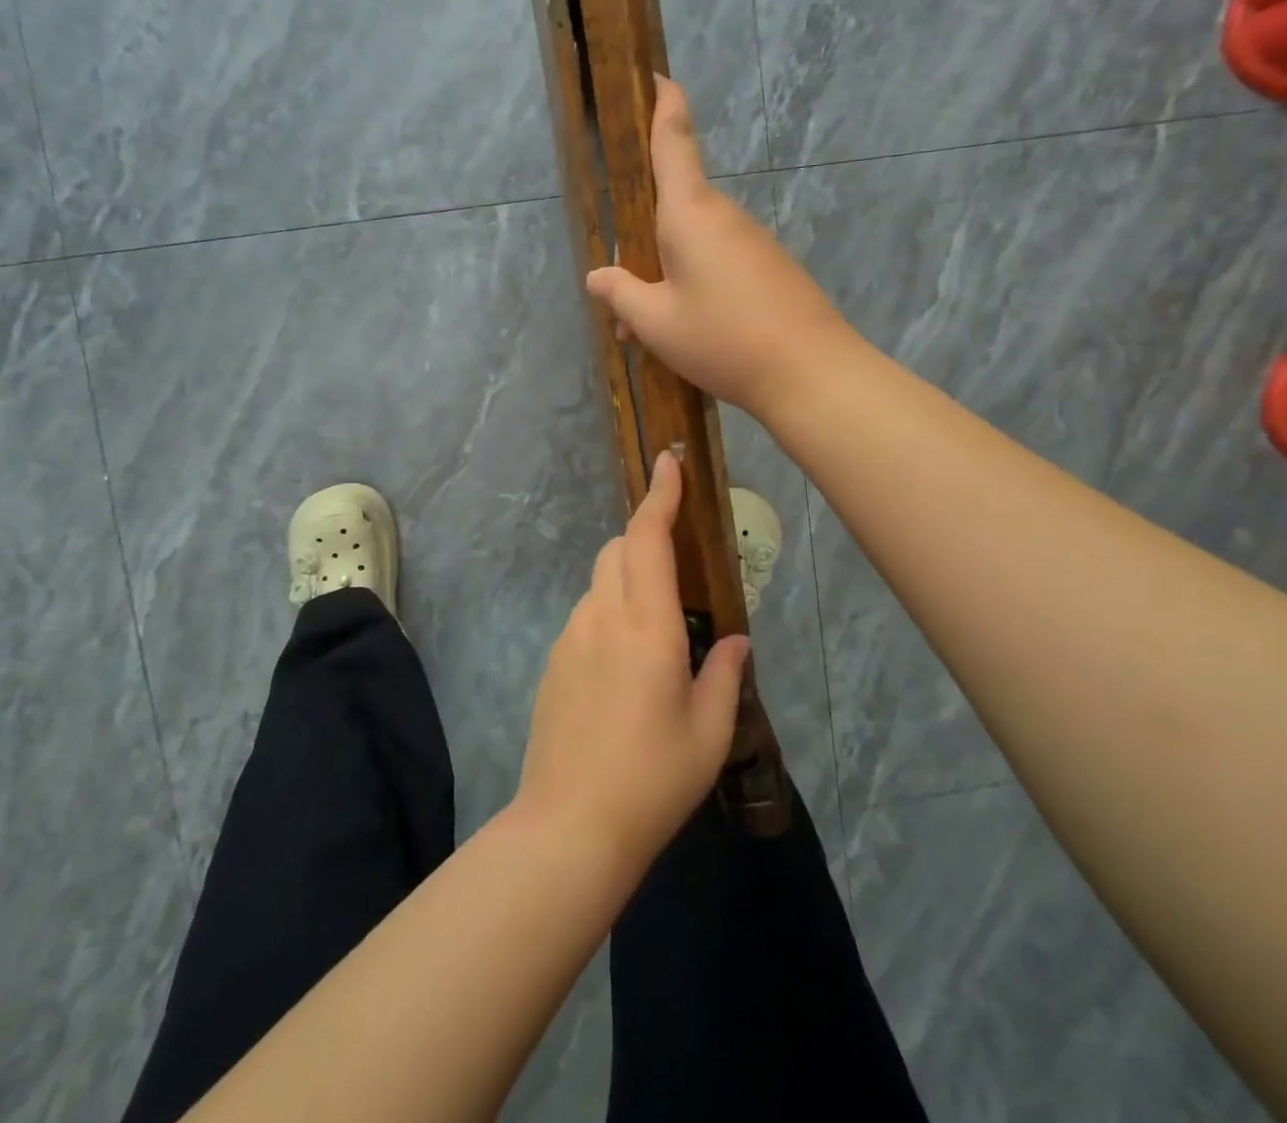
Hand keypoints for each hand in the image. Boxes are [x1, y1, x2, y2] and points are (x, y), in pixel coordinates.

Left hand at [517, 451, 750, 870]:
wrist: (569, 825)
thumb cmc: (652, 778)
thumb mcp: (708, 732)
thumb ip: (724, 674)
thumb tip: (734, 640)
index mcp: (647, 626)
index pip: (648, 538)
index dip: (660, 495)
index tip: (668, 462)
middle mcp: (602, 617)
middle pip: (616, 549)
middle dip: (644, 535)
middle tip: (676, 563)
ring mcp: (570, 637)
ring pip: (599, 582)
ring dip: (627, 579)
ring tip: (656, 629)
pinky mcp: (553, 662)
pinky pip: (586, 616)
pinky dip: (609, 613)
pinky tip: (624, 668)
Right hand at [585, 76, 856, 420]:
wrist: (811, 373)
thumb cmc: (723, 338)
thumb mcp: (656, 323)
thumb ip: (621, 294)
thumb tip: (599, 276)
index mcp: (689, 213)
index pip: (673, 142)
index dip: (663, 105)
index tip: (656, 76)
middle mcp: (723, 217)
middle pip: (671, 210)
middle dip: (641, 247)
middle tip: (624, 306)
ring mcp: (751, 243)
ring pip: (692, 247)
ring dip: (664, 279)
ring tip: (651, 335)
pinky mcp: (769, 270)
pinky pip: (718, 267)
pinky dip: (693, 290)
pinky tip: (689, 337)